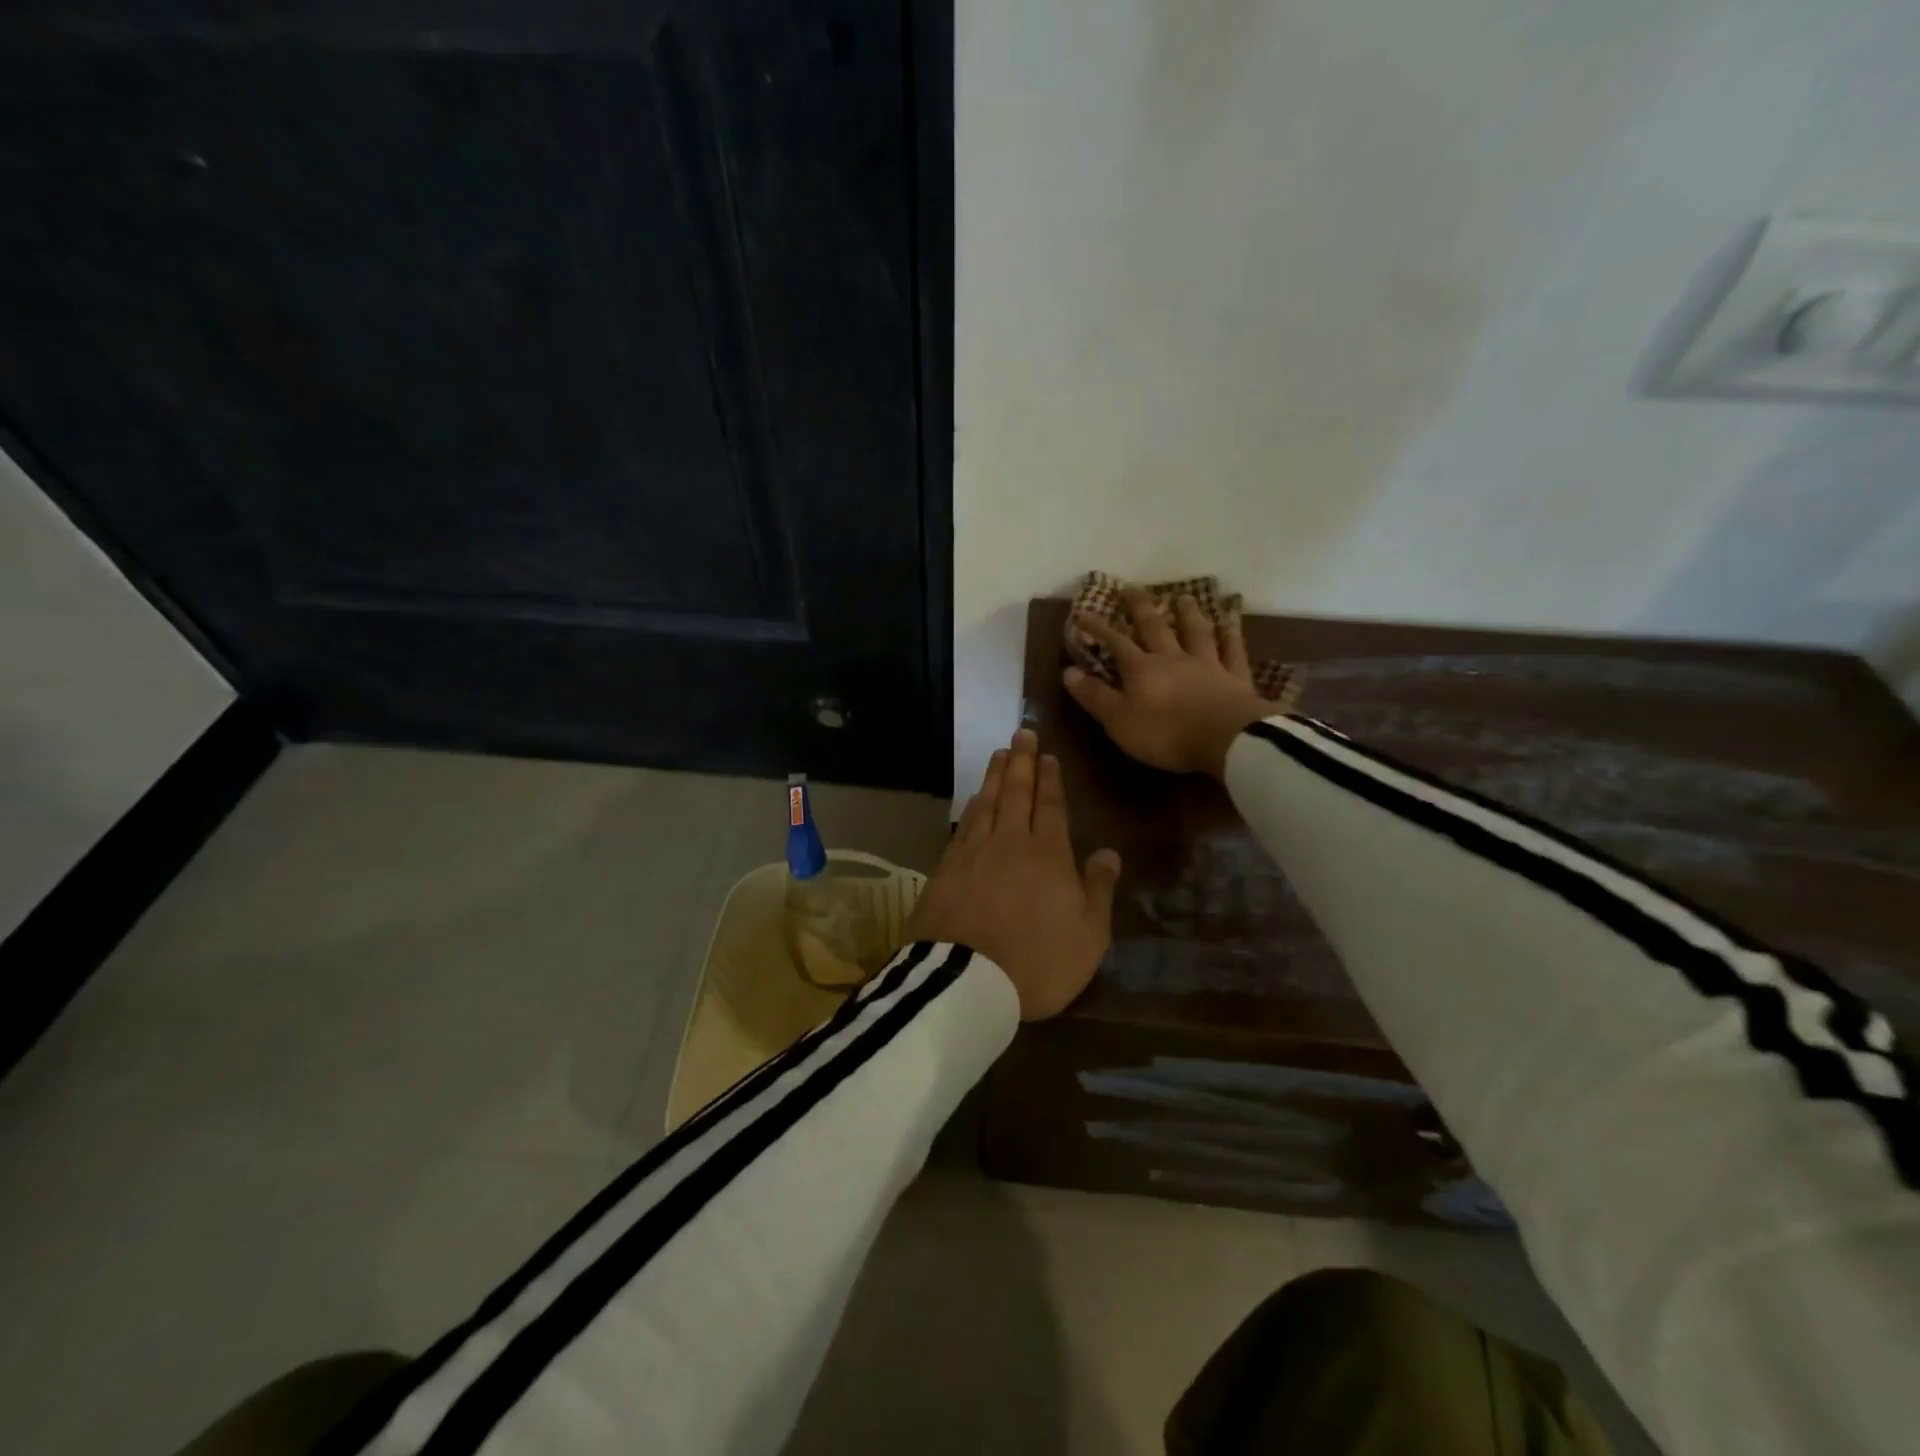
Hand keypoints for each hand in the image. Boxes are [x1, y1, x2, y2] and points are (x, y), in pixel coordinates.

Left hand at [906, 729, 1120, 1020]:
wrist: (965, 980)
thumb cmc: (1038, 961)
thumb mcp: (1088, 935)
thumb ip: (1098, 889)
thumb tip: (1109, 852)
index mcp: (1048, 854)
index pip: (1051, 806)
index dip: (1050, 779)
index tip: (1047, 755)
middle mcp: (1010, 842)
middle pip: (1016, 793)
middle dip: (1021, 761)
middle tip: (1021, 733)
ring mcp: (973, 853)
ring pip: (987, 802)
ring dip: (995, 776)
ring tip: (999, 754)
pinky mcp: (945, 869)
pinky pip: (963, 825)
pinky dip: (971, 807)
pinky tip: (973, 800)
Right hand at [1065, 588, 1270, 778]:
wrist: (1227, 740)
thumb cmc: (1166, 734)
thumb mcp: (1119, 721)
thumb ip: (1095, 696)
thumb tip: (1068, 671)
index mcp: (1142, 669)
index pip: (1115, 642)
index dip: (1097, 627)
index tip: (1082, 612)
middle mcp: (1173, 658)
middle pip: (1155, 627)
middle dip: (1140, 607)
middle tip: (1131, 588)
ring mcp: (1208, 664)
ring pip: (1196, 632)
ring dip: (1188, 613)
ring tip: (1183, 597)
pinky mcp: (1235, 677)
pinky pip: (1233, 650)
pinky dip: (1231, 635)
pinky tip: (1230, 623)